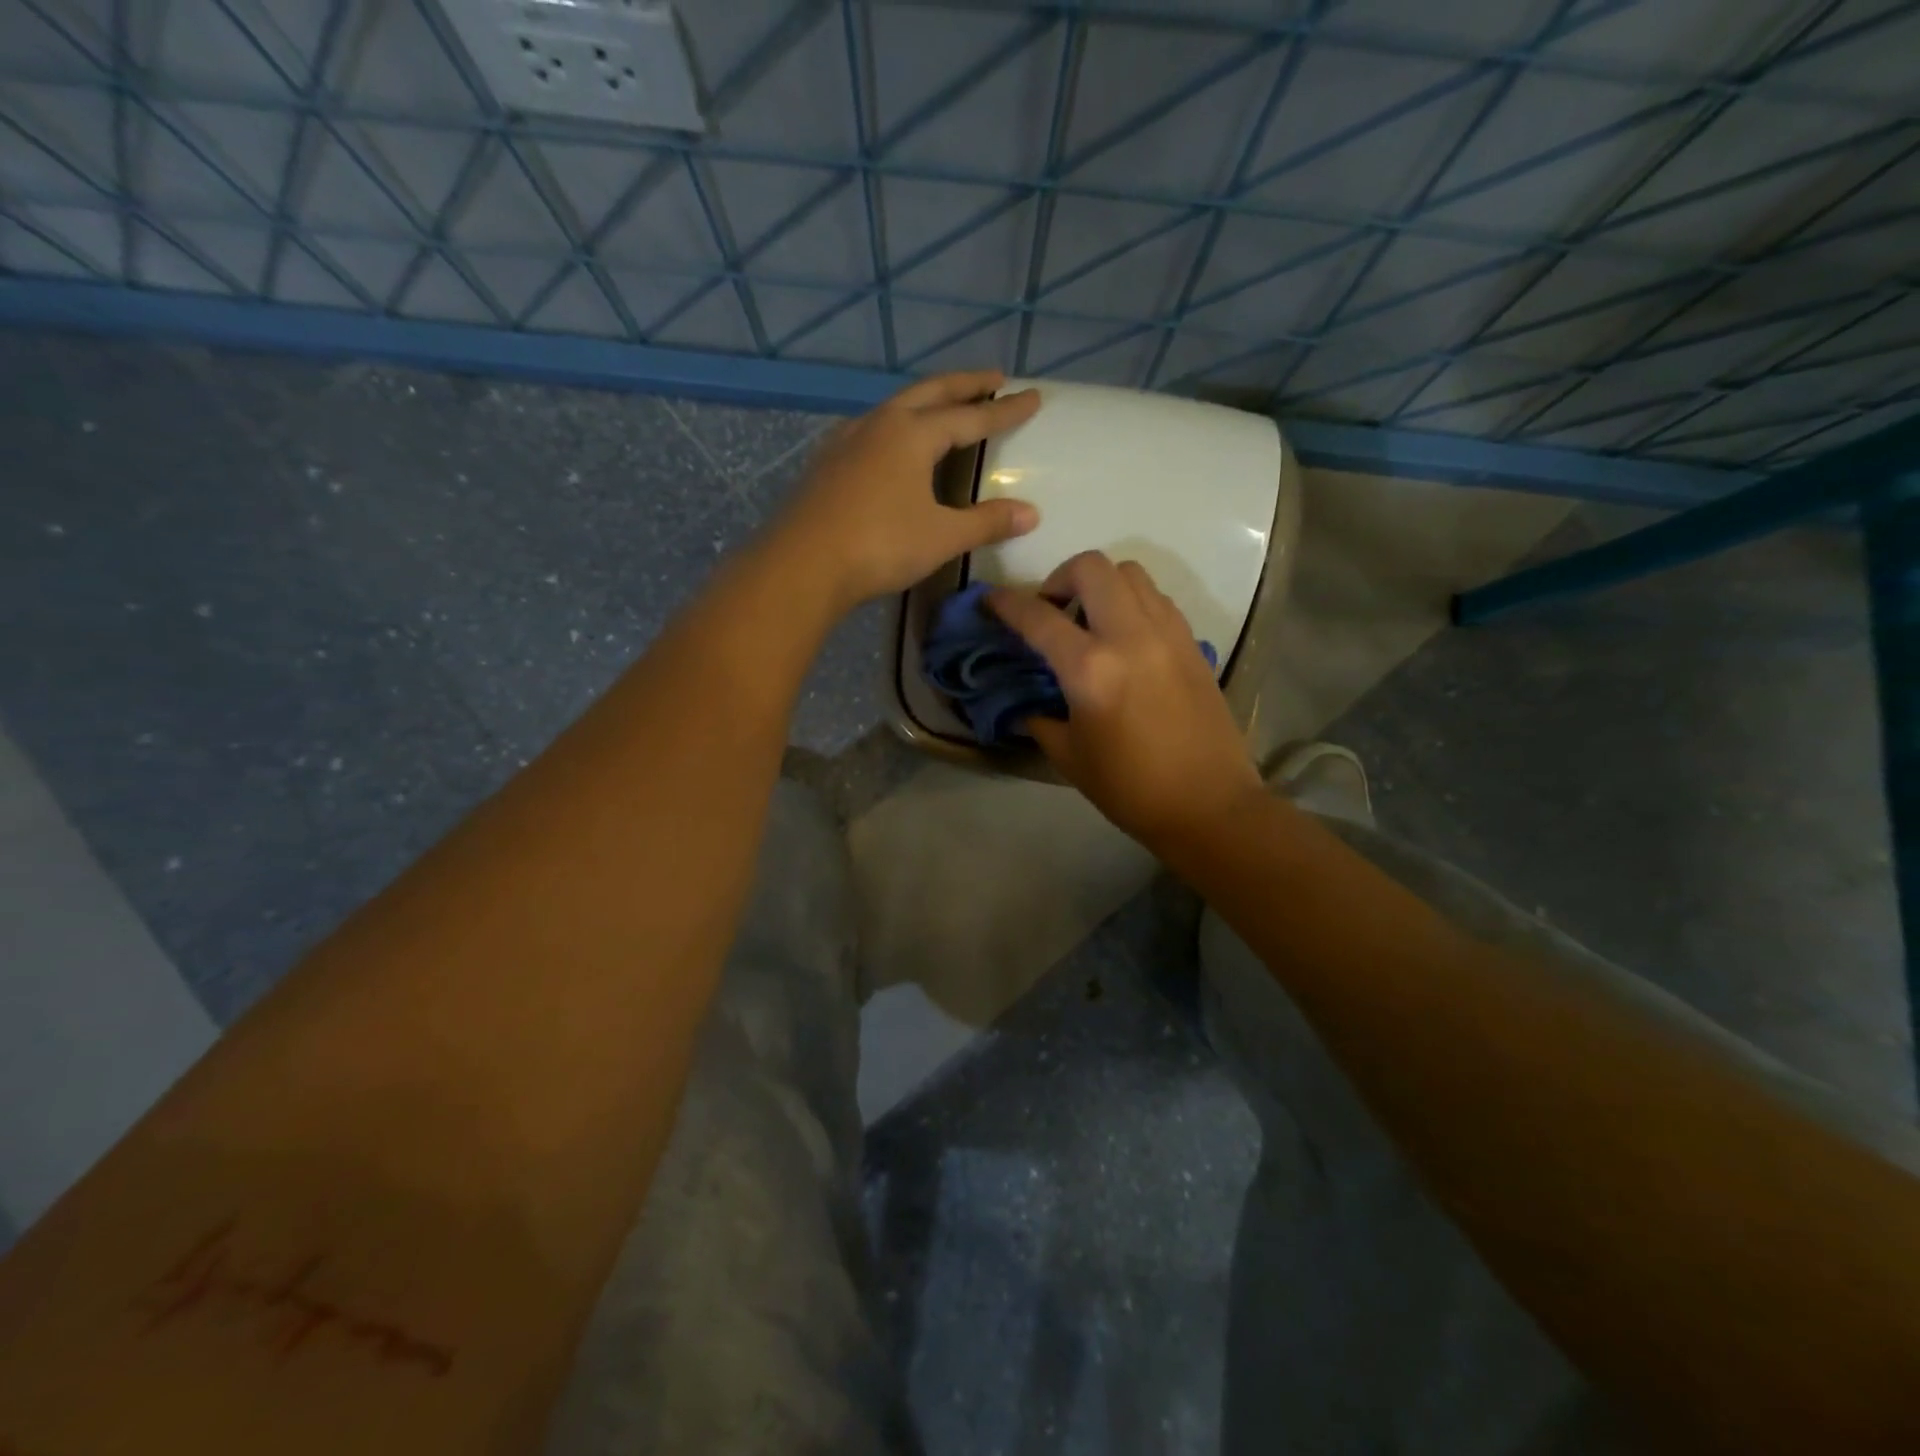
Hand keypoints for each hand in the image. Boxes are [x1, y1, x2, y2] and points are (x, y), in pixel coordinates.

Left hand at [771, 371, 1042, 610]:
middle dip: (964, 384)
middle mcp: (879, 424)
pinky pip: (870, 430)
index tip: (1032, 396)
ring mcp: (847, 440)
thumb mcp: (942, 537)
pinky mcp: (826, 463)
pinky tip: (890, 444)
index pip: (970, 416)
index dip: (1004, 409)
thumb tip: (1031, 513)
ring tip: (942, 407)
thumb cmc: (880, 545)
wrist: (802, 565)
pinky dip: (894, 426)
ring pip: (894, 407)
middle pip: (929, 393)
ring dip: (924, 402)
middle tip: (992, 377)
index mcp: (912, 434)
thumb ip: (986, 522)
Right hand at [988, 552, 1263, 850]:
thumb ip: (1039, 715)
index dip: (1006, 604)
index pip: (1037, 617)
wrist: (1208, 804)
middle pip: (1090, 568)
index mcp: (1090, 670)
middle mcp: (1129, 636)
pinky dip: (1131, 601)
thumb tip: (1023, 697)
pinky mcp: (1191, 641)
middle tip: (1051, 611)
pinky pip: (1155, 597)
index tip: (990, 600)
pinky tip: (1123, 636)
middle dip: (1059, 578)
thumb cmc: (1130, 788)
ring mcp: (1167, 633)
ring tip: (1089, 620)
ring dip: (1099, 585)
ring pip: (1129, 573)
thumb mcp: (1068, 755)